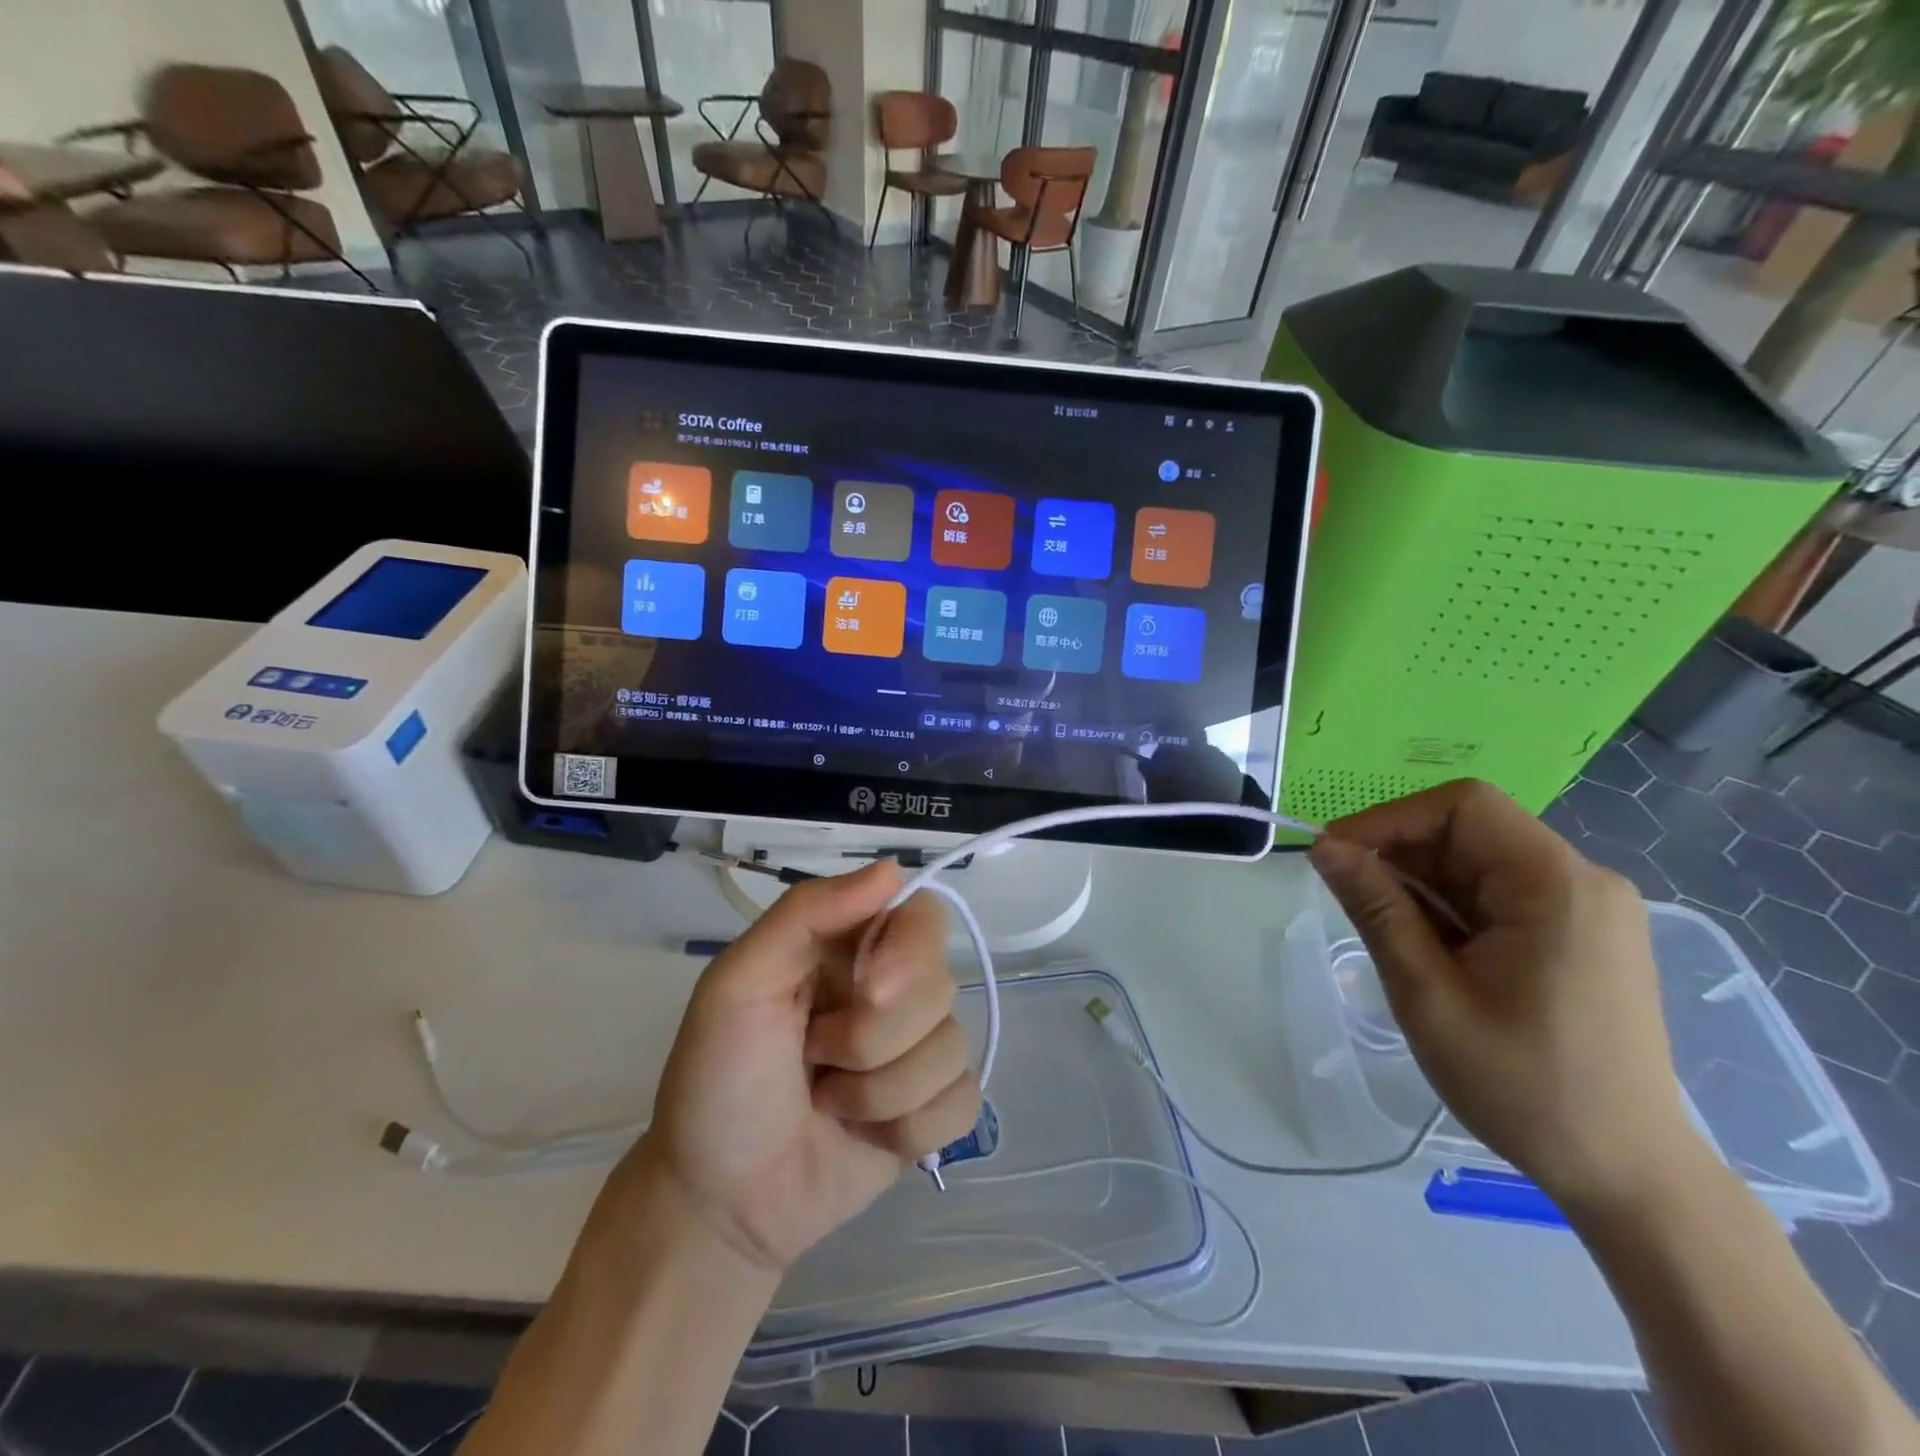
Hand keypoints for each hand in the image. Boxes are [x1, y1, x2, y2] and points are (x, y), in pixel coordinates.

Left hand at [613, 862, 979, 1273]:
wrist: (719, 1203)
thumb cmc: (718, 1080)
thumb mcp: (738, 982)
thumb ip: (807, 912)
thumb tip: (894, 868)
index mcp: (851, 947)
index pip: (923, 915)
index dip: (909, 953)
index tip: (869, 991)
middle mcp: (893, 989)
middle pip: (941, 987)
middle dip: (871, 1039)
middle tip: (813, 1056)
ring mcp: (916, 1051)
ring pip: (952, 1049)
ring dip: (879, 1091)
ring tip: (827, 1101)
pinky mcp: (931, 1110)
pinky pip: (963, 1102)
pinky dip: (910, 1128)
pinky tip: (865, 1136)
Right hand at [1308, 779, 1701, 1213]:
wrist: (1625, 1173)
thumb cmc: (1523, 1085)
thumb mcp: (1426, 993)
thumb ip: (1375, 908)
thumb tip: (1324, 848)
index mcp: (1556, 885)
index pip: (1462, 806)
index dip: (1390, 819)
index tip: (1336, 856)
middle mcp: (1581, 881)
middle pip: (1470, 830)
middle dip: (1401, 855)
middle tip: (1350, 900)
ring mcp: (1586, 909)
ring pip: (1479, 862)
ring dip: (1422, 884)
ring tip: (1388, 934)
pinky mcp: (1579, 934)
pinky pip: (1499, 893)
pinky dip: (1451, 908)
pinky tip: (1428, 949)